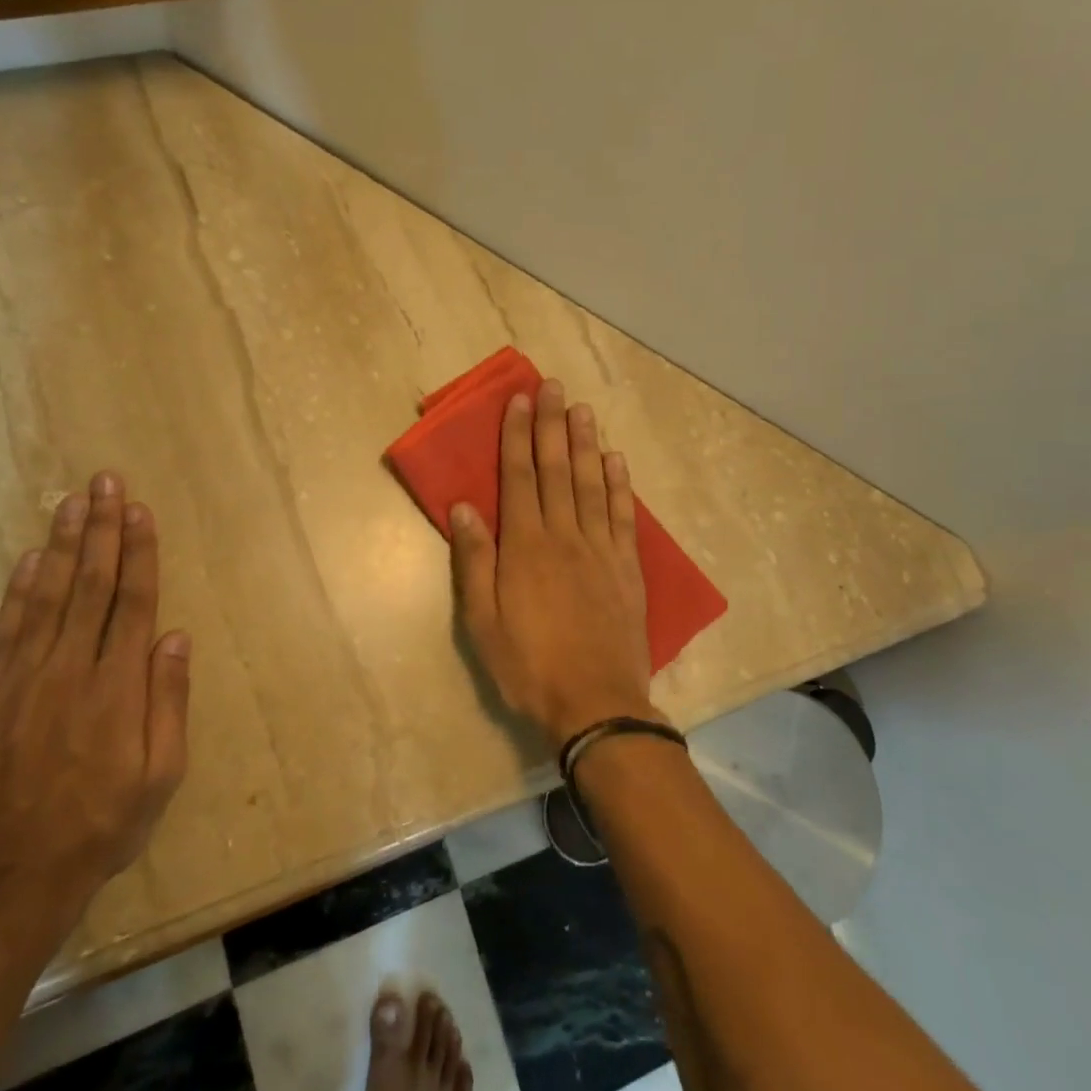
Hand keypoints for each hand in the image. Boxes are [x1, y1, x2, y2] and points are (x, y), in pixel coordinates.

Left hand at [0, 471, 191, 922]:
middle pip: (92, 585)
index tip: (139, 510)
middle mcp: (71, 670)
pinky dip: (19, 590)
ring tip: (72, 501)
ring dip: (64, 545)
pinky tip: (32, 559)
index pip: (134, 602)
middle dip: (101, 529)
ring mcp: (23, 680)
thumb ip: (169, 701)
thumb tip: (176, 636)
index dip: (139, 552)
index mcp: (118, 687)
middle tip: (104, 482)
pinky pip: (7, 630)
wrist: (12, 880)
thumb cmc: (103, 824)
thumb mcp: (161, 774)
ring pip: (49, 596)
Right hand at [451, 379, 658, 746]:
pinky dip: (620, 485)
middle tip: (552, 386)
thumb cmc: (528, 665)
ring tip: (582, 409)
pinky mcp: (627, 568)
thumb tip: (463, 508)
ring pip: (592, 484)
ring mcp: (601, 549)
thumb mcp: (483, 622)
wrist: (596, 703)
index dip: (518, 437)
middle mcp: (564, 536)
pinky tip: (616, 460)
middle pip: (557, 470)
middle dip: (551, 425)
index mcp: (525, 547)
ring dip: (586, 443)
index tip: (519, 401)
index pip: (520, 478)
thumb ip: (474, 562)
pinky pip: (623, 516)